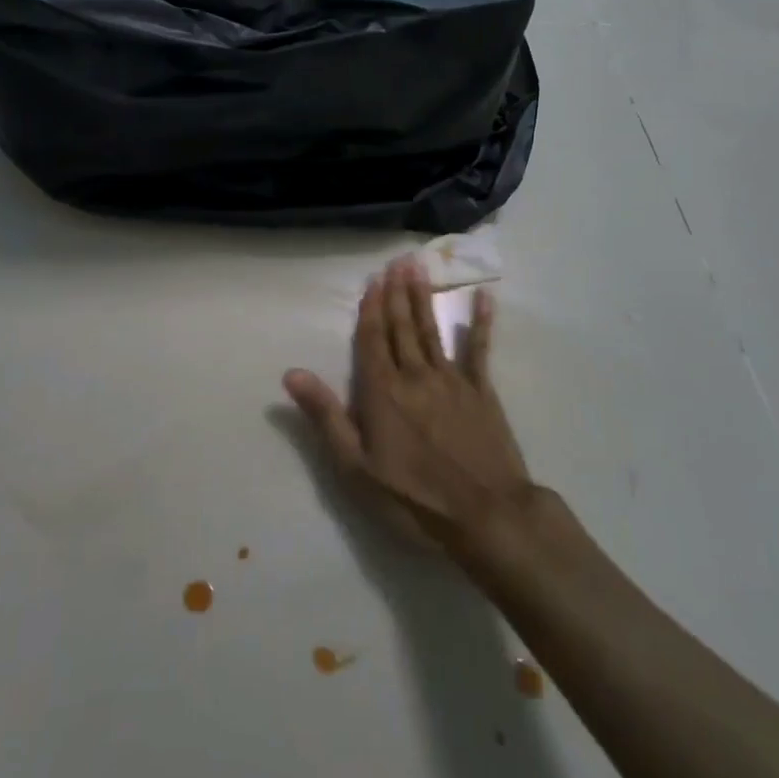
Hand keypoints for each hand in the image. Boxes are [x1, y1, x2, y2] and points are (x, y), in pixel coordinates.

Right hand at [284, 257, 530, 549]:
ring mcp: (452, 380)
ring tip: (419, 269)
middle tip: (397, 261)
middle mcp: (416, 375)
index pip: (373, 340)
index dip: (371, 309)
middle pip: (402, 328)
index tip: (373, 280)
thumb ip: (326, 416)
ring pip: (432, 331)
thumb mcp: (356, 468)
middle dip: (397, 293)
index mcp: (383, 392)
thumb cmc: (413, 498)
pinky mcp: (482, 392)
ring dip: (424, 299)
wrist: (486, 516)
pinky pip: (479, 350)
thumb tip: (291, 373)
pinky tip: (484, 298)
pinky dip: (482, 324)